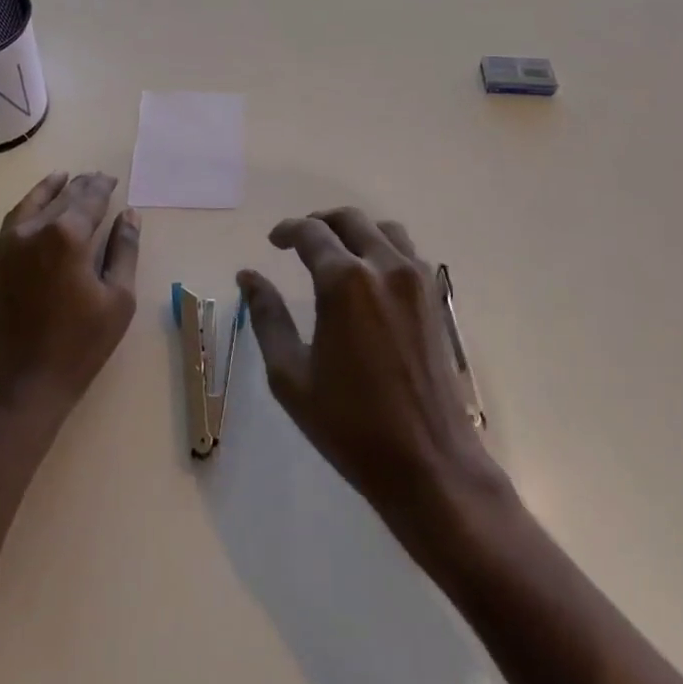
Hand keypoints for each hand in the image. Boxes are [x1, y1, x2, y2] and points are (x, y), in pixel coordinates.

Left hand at [0, 172, 139, 426]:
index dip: (102, 187)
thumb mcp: (117, 301)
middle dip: (80, 186)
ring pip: (32, 205)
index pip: (88, 199)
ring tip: (63, 179)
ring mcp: (6, 247)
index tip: (111, 179)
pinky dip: (28, 207)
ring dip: (50, 190)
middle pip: (61, 198)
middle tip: (95, 177)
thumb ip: (124, 252)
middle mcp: (33, 231)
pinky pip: (13, 222)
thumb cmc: (75, 349)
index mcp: (67, 236)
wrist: (13, 392)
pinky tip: (37, 210)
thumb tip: (129, 216)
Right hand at [238, 209, 500, 537]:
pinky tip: (369, 276)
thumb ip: (267, 317)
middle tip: (299, 241)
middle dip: (320, 223)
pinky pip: (407, 251)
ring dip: (355, 231)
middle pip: (350, 220)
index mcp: (345, 282)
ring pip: (383, 229)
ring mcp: (416, 280)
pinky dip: (383, 247)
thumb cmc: (351, 425)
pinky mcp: (434, 299)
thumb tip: (248, 276)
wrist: (429, 463)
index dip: (288, 231)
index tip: (274, 241)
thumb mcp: (291, 376)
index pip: (311, 233)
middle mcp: (384, 267)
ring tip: (336, 252)